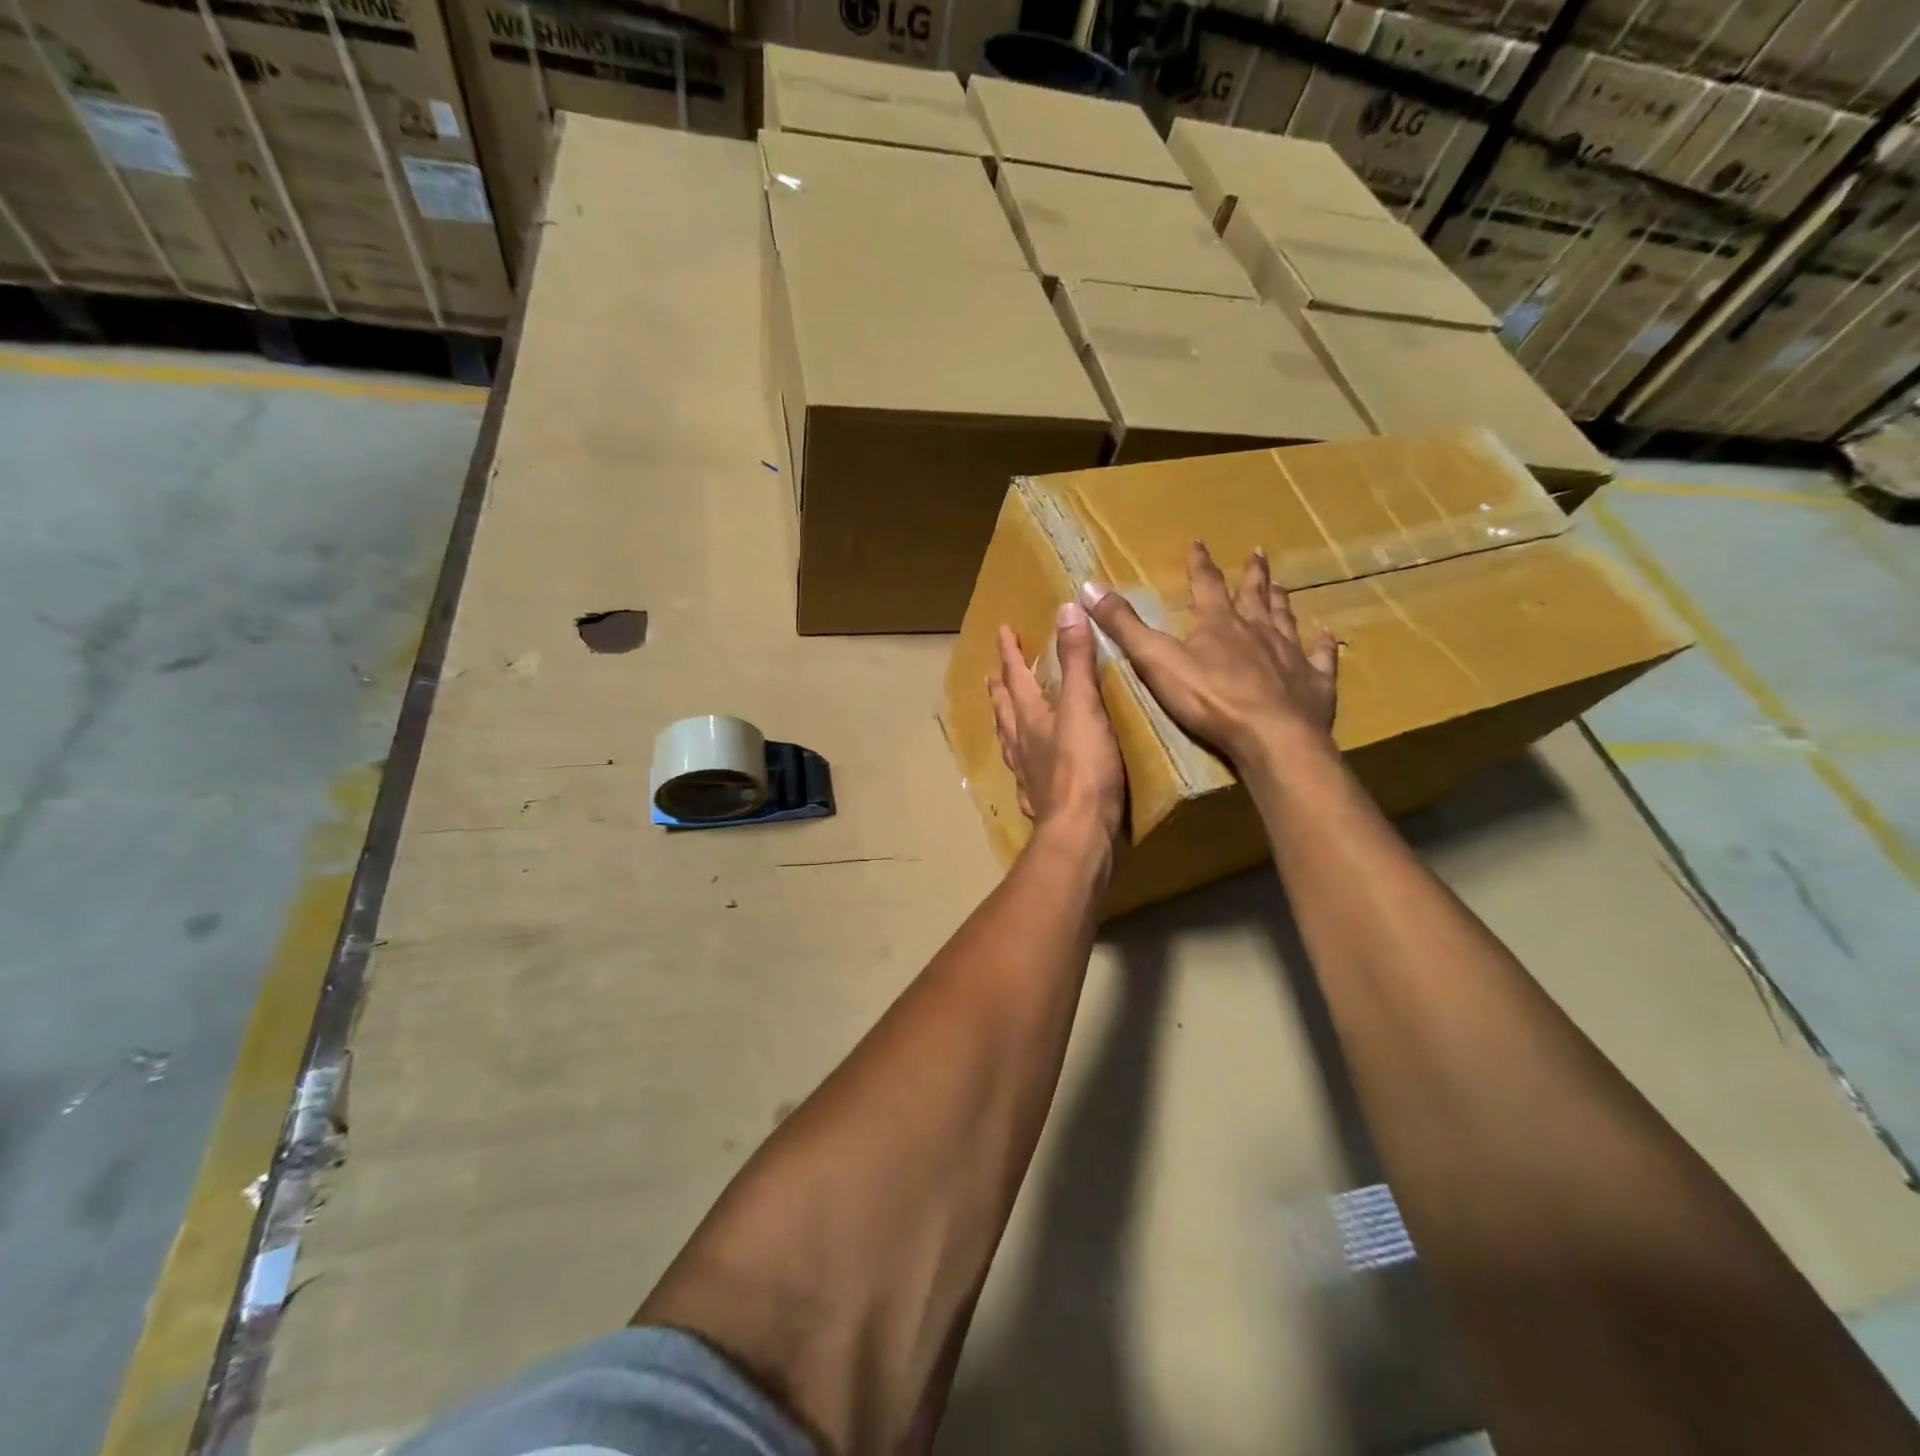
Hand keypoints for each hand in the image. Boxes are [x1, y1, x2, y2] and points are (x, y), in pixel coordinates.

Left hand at [987, 601, 1124, 843]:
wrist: (1080, 832)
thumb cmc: (1083, 767)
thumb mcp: (1083, 706)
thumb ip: (1076, 660)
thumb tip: (1066, 609)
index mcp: (1030, 718)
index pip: (1015, 677)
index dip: (1010, 653)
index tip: (1001, 631)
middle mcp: (1022, 744)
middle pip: (1005, 711)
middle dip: (999, 689)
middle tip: (990, 677)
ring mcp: (1028, 776)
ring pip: (1009, 742)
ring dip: (1004, 724)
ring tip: (1001, 717)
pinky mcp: (1040, 801)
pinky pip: (1024, 774)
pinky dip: (1022, 762)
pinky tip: (1026, 771)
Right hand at [1080, 541, 1337, 766]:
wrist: (1271, 736)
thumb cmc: (1209, 698)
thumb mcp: (1155, 660)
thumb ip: (1124, 626)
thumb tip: (1088, 587)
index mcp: (1220, 624)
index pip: (1207, 586)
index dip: (1200, 565)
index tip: (1199, 542)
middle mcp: (1258, 631)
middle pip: (1255, 596)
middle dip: (1252, 574)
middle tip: (1258, 552)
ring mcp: (1290, 655)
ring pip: (1286, 619)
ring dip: (1282, 601)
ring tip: (1282, 585)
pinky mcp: (1314, 684)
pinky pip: (1321, 658)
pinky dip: (1323, 645)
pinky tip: (1326, 635)